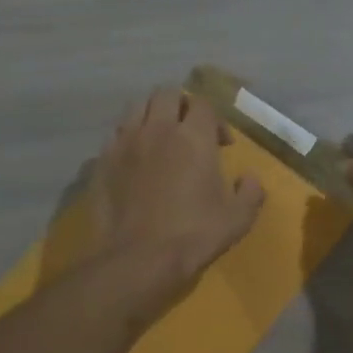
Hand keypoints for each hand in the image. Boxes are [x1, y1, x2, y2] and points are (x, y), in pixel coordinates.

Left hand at [90, 88, 265, 316]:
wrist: (138, 259)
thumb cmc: (194, 235)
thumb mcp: (238, 218)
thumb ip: (251, 191)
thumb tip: (249, 177)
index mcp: (194, 137)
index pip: (203, 104)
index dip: (215, 119)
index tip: (222, 144)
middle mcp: (157, 129)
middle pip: (166, 93)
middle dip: (181, 105)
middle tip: (189, 131)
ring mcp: (125, 142)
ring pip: (136, 106)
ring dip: (151, 114)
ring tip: (160, 138)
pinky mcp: (102, 161)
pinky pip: (115, 134)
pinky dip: (128, 137)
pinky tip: (135, 160)